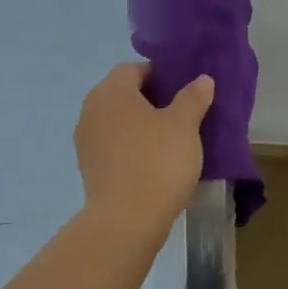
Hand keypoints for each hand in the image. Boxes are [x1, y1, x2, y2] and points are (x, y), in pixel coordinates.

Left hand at [75, 62, 213, 242]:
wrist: (127, 220)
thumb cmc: (157, 161)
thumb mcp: (184, 125)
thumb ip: (193, 97)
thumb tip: (201, 80)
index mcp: (111, 91)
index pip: (134, 69)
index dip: (160, 75)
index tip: (183, 91)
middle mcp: (91, 109)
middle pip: (123, 94)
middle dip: (150, 100)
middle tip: (181, 114)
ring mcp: (86, 140)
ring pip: (117, 121)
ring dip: (139, 125)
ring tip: (169, 140)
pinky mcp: (88, 167)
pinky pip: (113, 145)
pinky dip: (130, 147)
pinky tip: (153, 162)